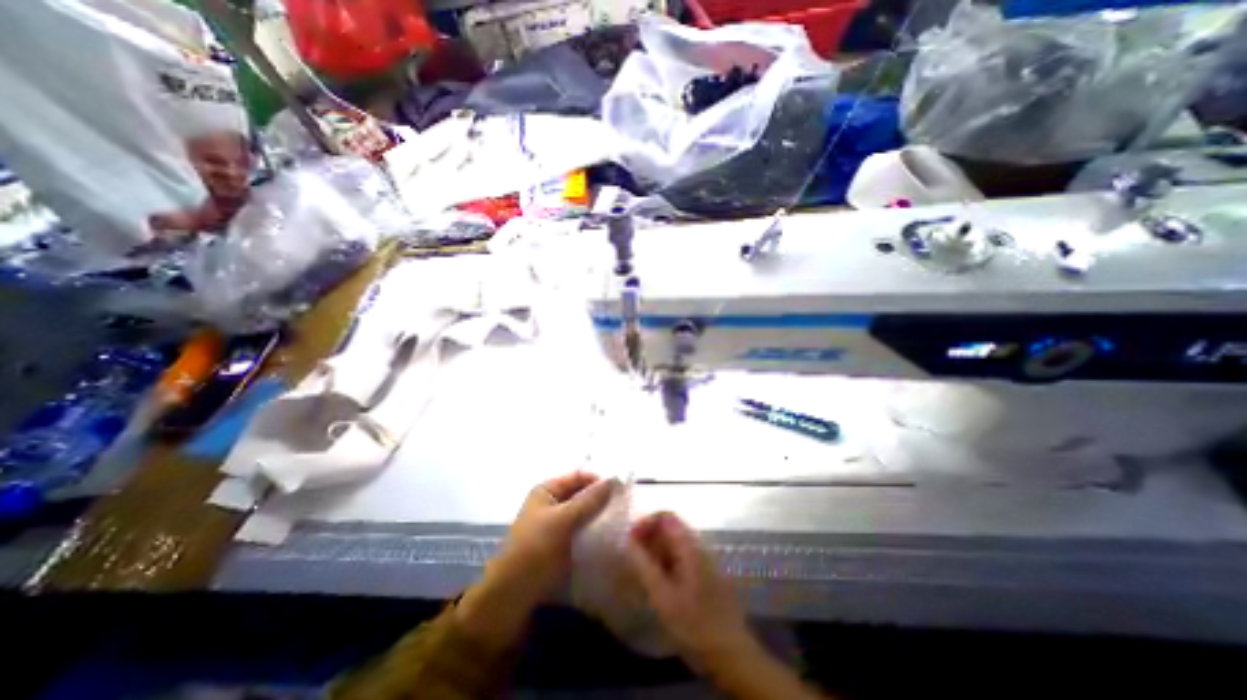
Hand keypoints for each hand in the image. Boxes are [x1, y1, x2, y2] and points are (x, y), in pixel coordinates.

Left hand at [492, 476, 618, 605]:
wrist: (507, 602)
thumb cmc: (532, 552)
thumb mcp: (562, 521)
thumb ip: (589, 500)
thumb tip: (615, 478)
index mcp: (547, 490)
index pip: (580, 476)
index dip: (600, 480)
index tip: (624, 491)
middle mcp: (552, 504)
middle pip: (583, 495)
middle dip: (603, 500)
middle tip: (627, 509)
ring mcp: (556, 527)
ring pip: (584, 516)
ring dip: (601, 519)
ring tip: (624, 525)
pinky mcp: (560, 547)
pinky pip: (582, 534)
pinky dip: (595, 535)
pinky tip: (611, 541)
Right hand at [630, 513, 754, 669]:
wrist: (731, 654)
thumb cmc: (695, 625)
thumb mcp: (663, 597)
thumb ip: (644, 566)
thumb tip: (628, 541)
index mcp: (689, 547)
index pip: (666, 516)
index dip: (646, 522)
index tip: (630, 540)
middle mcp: (697, 546)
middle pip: (670, 528)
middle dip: (648, 536)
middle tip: (632, 558)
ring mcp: (702, 560)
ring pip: (674, 543)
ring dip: (655, 550)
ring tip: (641, 570)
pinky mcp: (703, 574)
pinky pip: (679, 557)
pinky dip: (664, 561)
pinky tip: (657, 582)